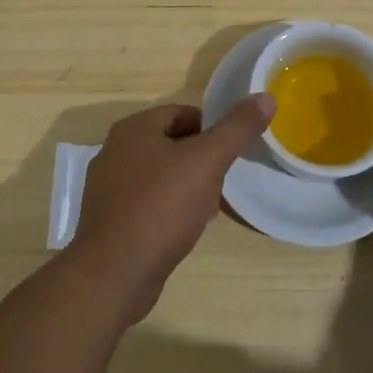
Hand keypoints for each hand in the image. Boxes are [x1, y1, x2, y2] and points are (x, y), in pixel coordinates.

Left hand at [70, 95, 275, 322]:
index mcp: (133, 129)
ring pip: (159, 175)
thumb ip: (237, 128)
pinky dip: (167, 210)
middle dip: (200, 160)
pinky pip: (146, 203)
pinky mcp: (108, 221)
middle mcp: (114, 151)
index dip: (212, 129)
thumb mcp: (207, 161)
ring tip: (209, 209)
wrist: (115, 273)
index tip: (231, 152)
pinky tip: (184, 230)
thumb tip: (265, 98)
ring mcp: (107, 188)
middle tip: (223, 181)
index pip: (182, 113)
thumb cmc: (162, 206)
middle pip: (171, 144)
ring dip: (186, 186)